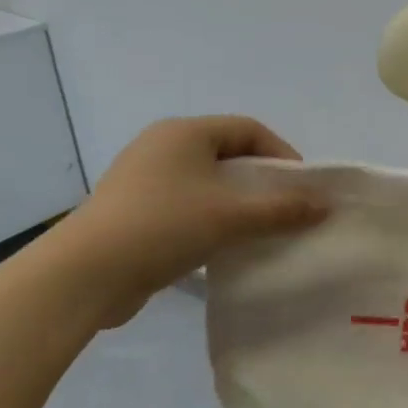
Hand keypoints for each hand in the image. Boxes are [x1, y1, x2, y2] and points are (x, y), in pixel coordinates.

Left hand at [47, 116, 327, 327]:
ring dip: (237, 203)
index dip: (282, 154)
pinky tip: (223, 246)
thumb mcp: (233, 216)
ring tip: (258, 229)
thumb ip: (284, 209)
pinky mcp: (132, 212)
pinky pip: (186, 205)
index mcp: (184, 132)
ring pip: (208, 183)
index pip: (249, 130)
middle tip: (285, 208)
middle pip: (229, 155)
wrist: (80, 277)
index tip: (300, 187)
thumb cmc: (163, 227)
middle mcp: (162, 147)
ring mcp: (142, 180)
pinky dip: (211, 219)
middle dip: (261, 181)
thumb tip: (326, 206)